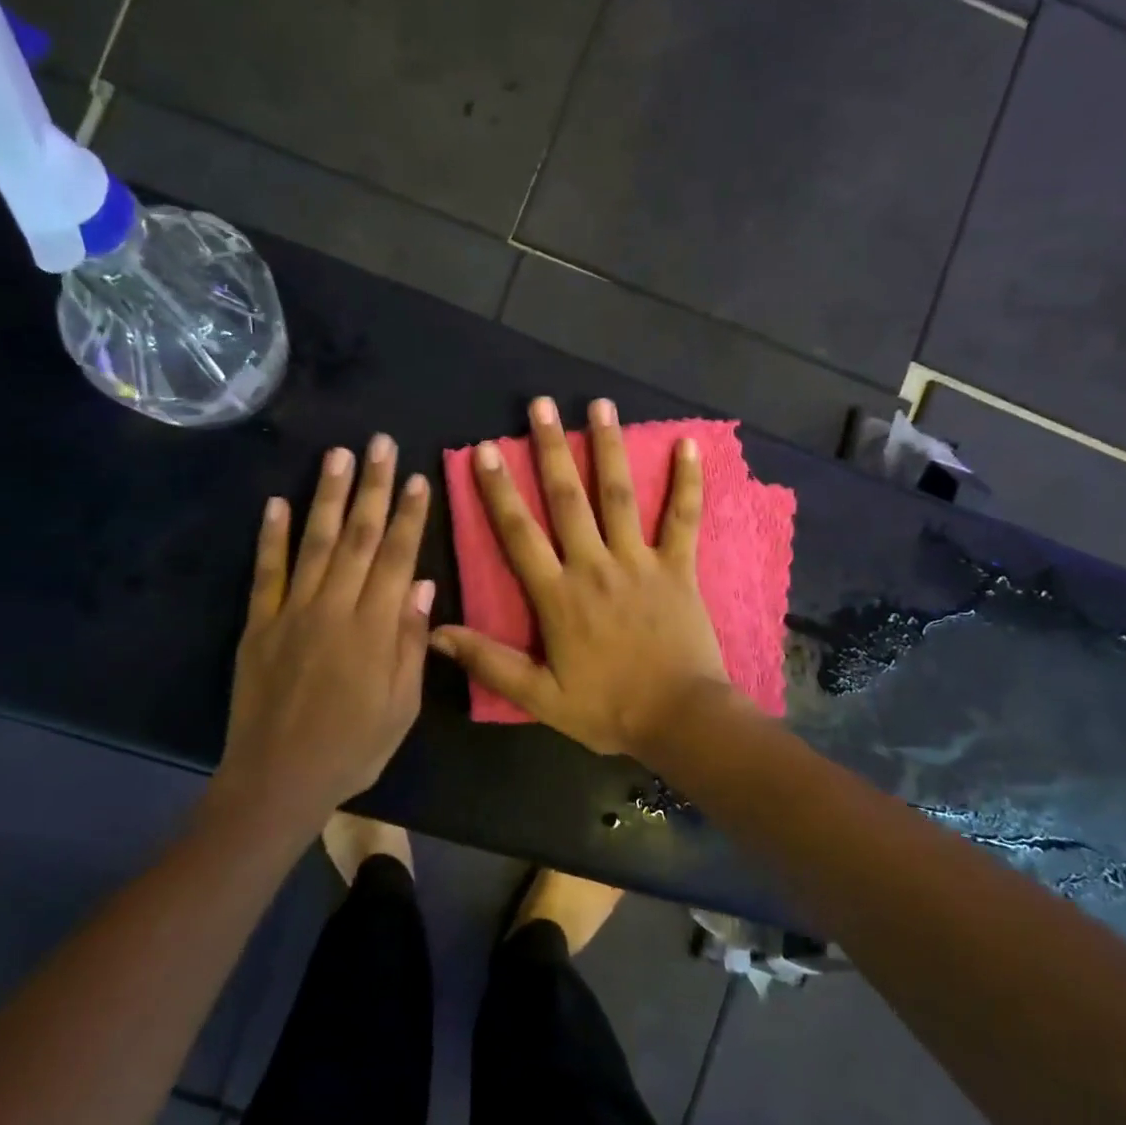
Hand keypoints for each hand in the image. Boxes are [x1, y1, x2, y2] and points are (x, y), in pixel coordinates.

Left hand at [217, 435, 432, 824]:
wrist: (277, 780)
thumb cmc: (353, 748)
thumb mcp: (401, 707)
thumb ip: (411, 643)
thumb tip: (422, 585)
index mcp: (374, 630)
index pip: (396, 558)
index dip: (408, 515)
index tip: (417, 478)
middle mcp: (333, 609)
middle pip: (358, 537)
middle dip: (372, 487)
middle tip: (380, 443)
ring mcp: (291, 612)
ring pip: (315, 542)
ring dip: (327, 496)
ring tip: (338, 454)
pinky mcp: (257, 624)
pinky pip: (265, 572)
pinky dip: (271, 536)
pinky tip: (276, 502)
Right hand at [431, 397, 729, 758]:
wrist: (681, 719)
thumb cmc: (608, 709)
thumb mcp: (539, 696)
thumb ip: (489, 662)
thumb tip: (436, 633)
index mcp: (558, 594)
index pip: (519, 533)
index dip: (499, 490)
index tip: (486, 450)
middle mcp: (595, 566)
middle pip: (567, 498)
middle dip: (550, 449)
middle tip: (540, 404)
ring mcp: (640, 562)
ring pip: (619, 496)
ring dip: (608, 448)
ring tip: (599, 404)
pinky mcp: (678, 567)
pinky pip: (682, 518)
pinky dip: (687, 482)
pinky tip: (689, 444)